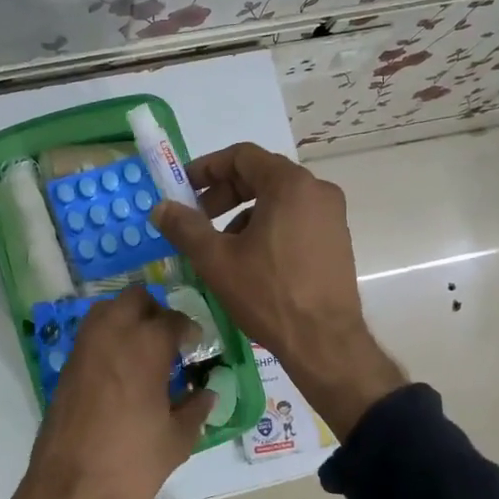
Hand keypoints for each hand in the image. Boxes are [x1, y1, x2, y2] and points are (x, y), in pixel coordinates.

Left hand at [0, 287, 212, 498]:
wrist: (70, 493)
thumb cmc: (132, 465)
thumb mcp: (177, 440)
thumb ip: (196, 408)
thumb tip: (207, 393)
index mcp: (145, 347)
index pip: (173, 320)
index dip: (189, 330)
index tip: (196, 346)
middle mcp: (111, 335)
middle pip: (135, 298)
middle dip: (156, 312)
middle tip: (170, 340)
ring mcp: (84, 349)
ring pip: (107, 310)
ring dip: (128, 319)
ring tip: (145, 351)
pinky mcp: (67, 368)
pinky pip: (91, 335)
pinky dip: (108, 339)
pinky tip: (123, 370)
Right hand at [152, 143, 404, 438]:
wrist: (324, 342)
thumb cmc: (268, 294)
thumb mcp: (217, 260)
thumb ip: (185, 227)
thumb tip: (161, 207)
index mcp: (290, 185)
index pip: (242, 156)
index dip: (207, 167)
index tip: (183, 188)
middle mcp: (317, 190)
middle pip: (261, 175)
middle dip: (224, 193)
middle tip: (197, 218)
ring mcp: (332, 216)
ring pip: (278, 199)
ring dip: (243, 213)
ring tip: (220, 245)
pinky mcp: (336, 240)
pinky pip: (295, 219)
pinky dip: (267, 227)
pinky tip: (250, 260)